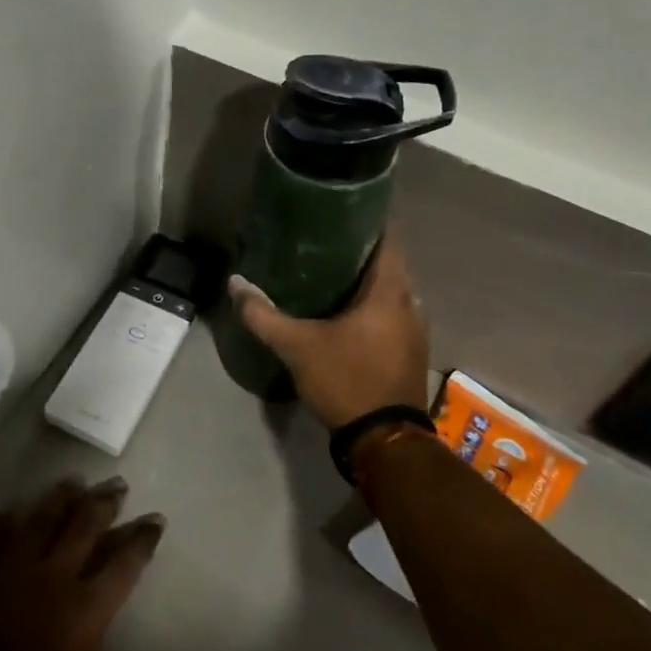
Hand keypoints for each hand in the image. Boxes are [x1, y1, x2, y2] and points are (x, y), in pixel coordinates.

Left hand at [0, 476, 172, 650]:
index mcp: (84, 610)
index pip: (123, 565)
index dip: (141, 540)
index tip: (156, 519)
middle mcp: (51, 578)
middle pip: (83, 528)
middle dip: (104, 504)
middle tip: (117, 484)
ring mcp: (8, 574)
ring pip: (39, 522)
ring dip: (58, 500)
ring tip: (73, 480)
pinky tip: (4, 511)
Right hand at [229, 237, 429, 430]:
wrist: (384, 442)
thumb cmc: (347, 381)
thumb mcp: (297, 347)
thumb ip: (263, 314)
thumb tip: (235, 283)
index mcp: (389, 292)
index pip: (389, 238)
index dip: (368, 219)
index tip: (341, 208)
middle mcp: (410, 304)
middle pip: (388, 263)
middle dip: (359, 250)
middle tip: (323, 241)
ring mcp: (415, 330)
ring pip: (391, 291)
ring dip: (367, 281)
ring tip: (330, 272)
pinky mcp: (411, 352)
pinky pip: (392, 314)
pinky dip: (372, 305)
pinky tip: (345, 312)